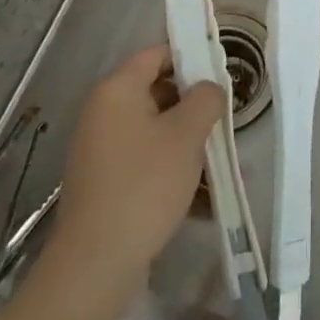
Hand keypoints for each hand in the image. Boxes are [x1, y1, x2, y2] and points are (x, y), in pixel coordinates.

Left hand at [50, 46, 224, 289]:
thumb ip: (206, 98)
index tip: (221, 74)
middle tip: (223, 118)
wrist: (95, 264)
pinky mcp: (104, 181)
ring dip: (186, 139)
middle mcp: (102, 112)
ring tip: (219, 159)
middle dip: (193, 104)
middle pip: (156, 90)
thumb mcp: (187, 135)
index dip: (191, 57)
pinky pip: (144, 159)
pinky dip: (170, 166)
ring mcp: (100, 148)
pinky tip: (200, 191)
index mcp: (117, 90)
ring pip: (154, 129)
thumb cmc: (144, 185)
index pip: (157, 54)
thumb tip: (208, 88)